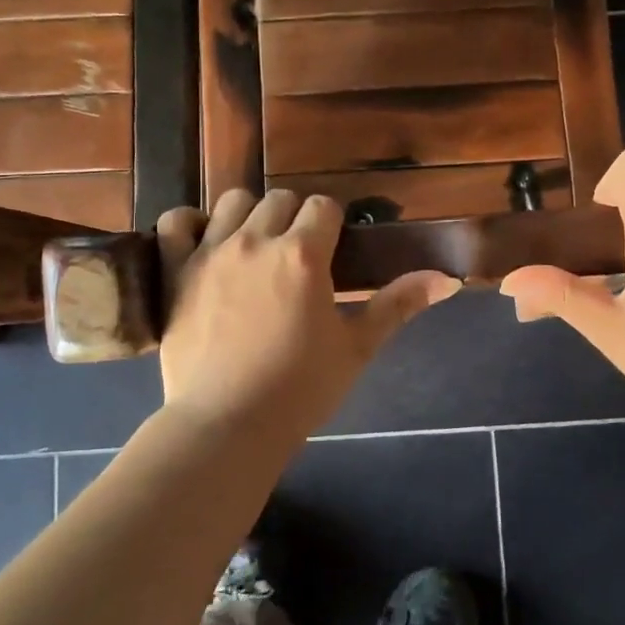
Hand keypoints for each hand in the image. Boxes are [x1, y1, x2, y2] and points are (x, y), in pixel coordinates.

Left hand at [155, 189, 459, 438]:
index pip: (323, 206)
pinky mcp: (175, 271)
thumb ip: (398, 305)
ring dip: (248, 215)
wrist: (227, 425)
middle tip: (296, 256)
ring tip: (254, 248)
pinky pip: (175, 222)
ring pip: (232, 201)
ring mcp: (210, 252)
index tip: (332, 249)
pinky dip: (189, 224)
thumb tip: (449, 279)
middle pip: (280, 199)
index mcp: (302, 254)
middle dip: (294, 218)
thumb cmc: (299, 389)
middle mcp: (256, 240)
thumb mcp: (356, 348)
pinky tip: (203, 242)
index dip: (332, 224)